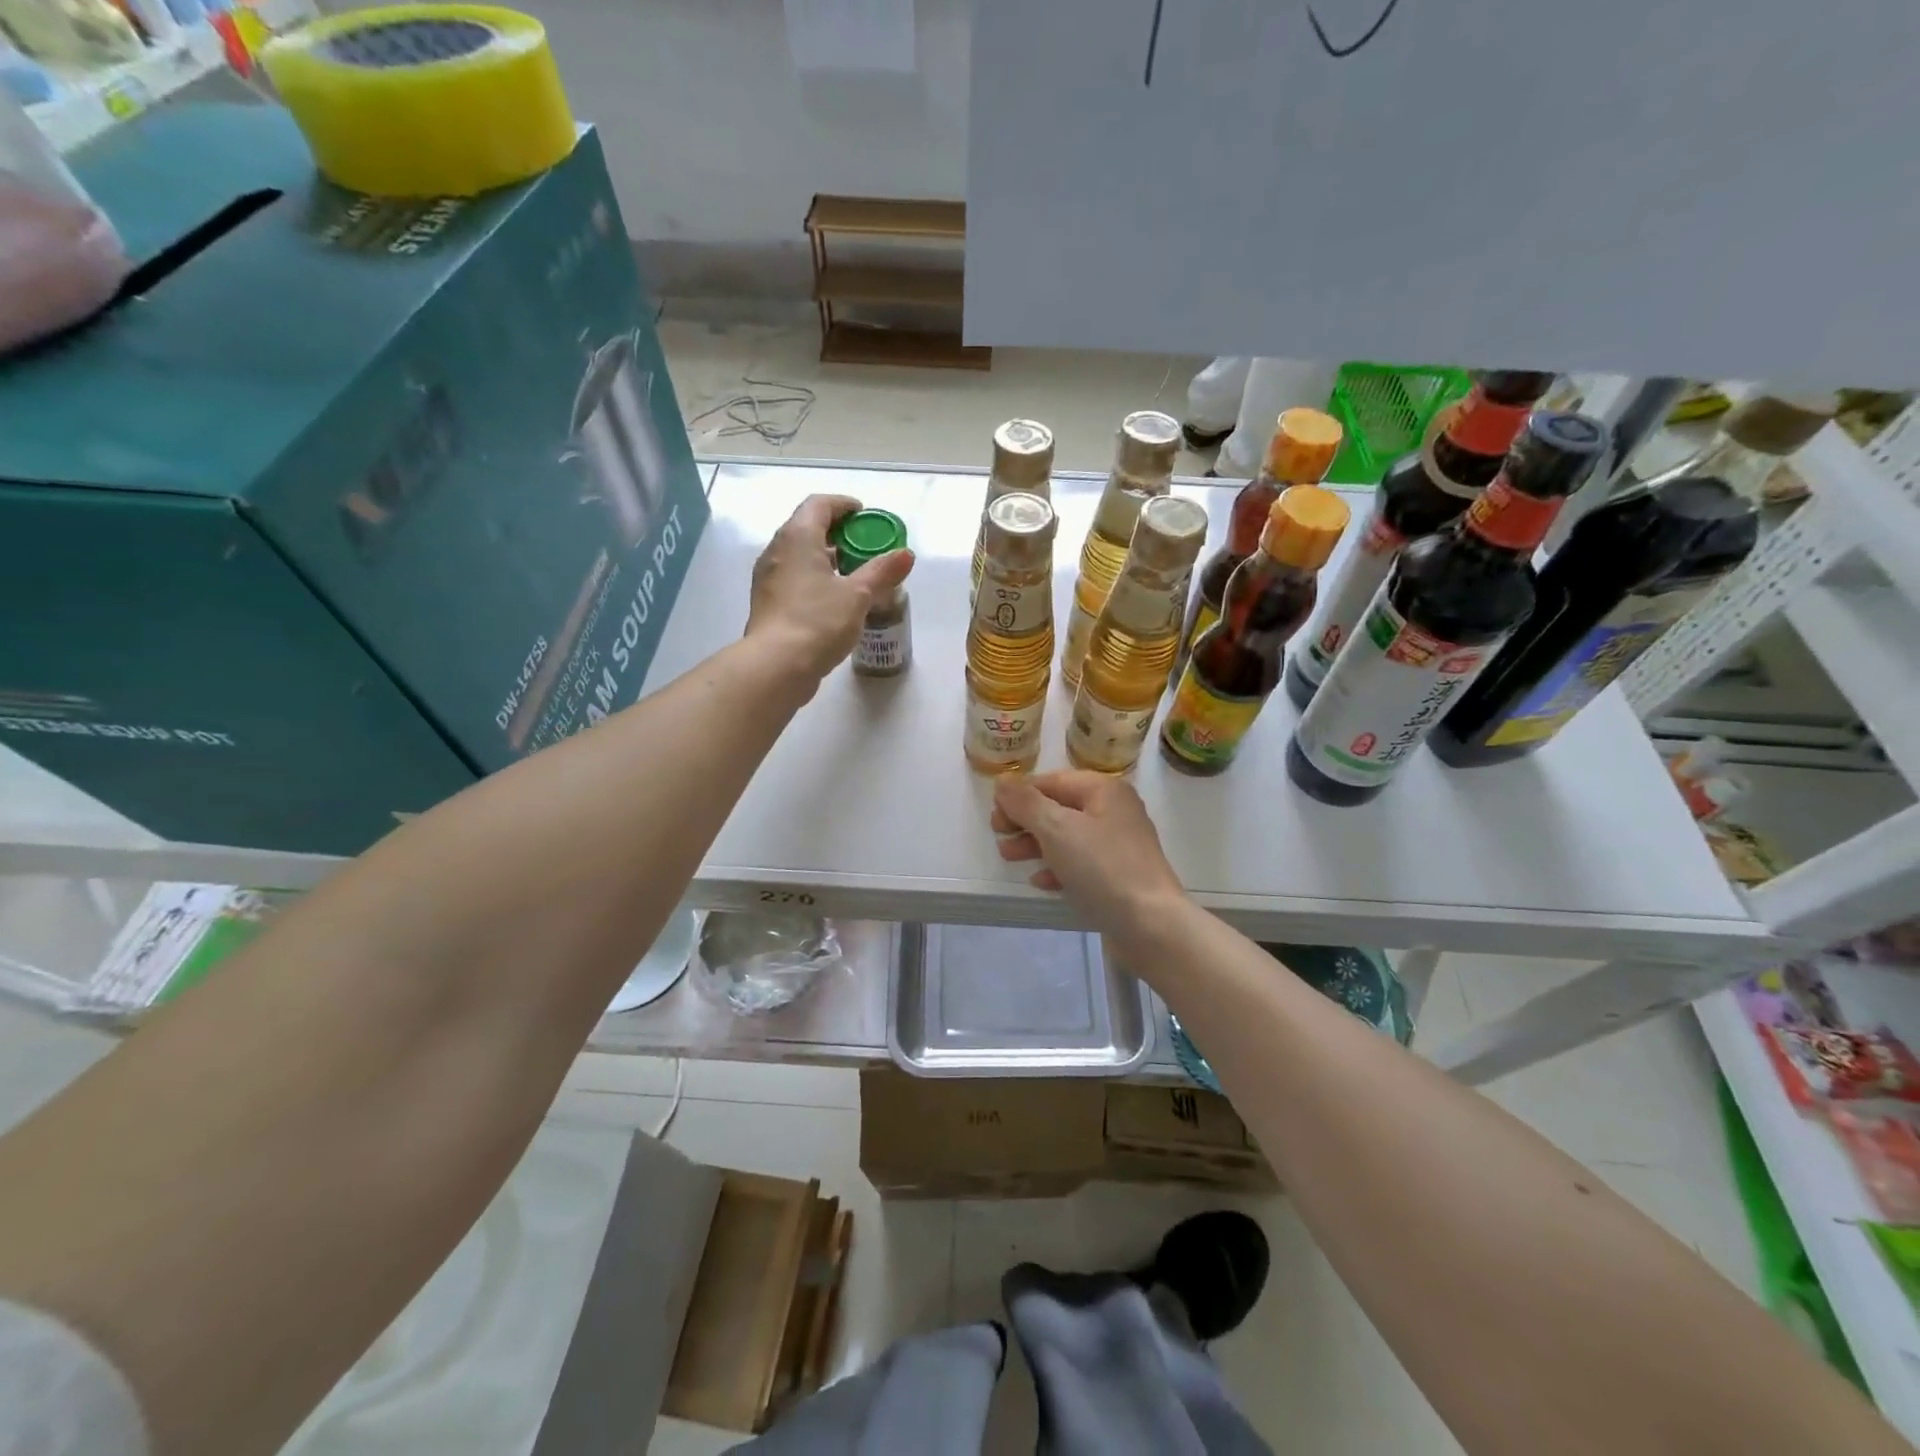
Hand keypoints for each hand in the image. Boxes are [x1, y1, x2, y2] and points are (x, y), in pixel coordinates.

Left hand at [745, 495, 914, 681]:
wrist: (776, 665)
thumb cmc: (818, 621)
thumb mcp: (858, 595)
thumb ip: (882, 571)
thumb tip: (906, 554)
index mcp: (797, 537)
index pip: (819, 504)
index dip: (843, 505)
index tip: (864, 515)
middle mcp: (777, 550)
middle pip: (807, 527)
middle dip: (837, 532)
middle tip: (864, 545)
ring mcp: (768, 577)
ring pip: (799, 554)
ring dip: (825, 556)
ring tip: (853, 573)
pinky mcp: (767, 601)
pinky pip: (793, 576)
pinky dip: (813, 576)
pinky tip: (832, 598)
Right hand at [991, 771, 1186, 938]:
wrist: (1150, 925)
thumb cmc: (1102, 868)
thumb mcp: (1057, 829)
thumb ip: (1026, 803)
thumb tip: (1002, 782)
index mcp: (1104, 790)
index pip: (1053, 781)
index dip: (1020, 794)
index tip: (993, 813)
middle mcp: (1114, 811)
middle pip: (1060, 807)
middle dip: (1025, 820)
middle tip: (998, 835)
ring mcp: (1118, 845)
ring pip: (1068, 836)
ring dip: (1035, 843)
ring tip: (1008, 857)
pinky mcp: (1118, 875)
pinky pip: (1080, 862)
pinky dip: (1057, 867)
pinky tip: (1039, 881)